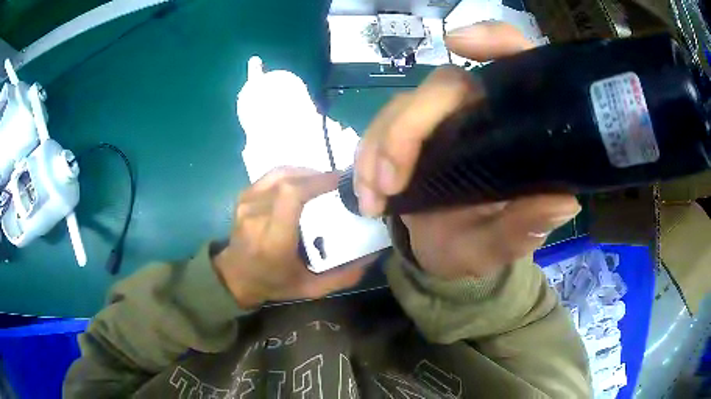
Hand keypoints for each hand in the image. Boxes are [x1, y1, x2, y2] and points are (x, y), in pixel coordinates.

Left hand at [213, 167, 375, 307]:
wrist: (235, 277)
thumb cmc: (273, 283)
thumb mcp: (311, 288)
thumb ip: (343, 277)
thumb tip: (372, 256)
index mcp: (272, 239)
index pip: (290, 196)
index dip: (318, 181)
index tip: (341, 182)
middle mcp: (256, 216)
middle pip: (288, 181)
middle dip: (318, 177)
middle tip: (340, 183)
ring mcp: (246, 203)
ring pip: (281, 173)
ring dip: (307, 173)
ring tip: (325, 181)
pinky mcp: (244, 196)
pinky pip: (272, 175)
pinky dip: (292, 173)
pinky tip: (305, 180)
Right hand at [354, 22, 580, 279]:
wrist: (443, 254)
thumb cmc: (480, 246)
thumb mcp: (503, 245)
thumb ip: (526, 227)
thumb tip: (564, 204)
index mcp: (515, 128)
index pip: (516, 64)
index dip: (494, 41)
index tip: (459, 42)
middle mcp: (480, 112)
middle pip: (442, 86)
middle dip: (407, 130)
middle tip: (390, 184)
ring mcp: (442, 120)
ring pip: (402, 106)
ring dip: (378, 148)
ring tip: (374, 199)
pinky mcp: (411, 133)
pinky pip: (379, 128)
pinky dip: (365, 157)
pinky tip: (367, 195)